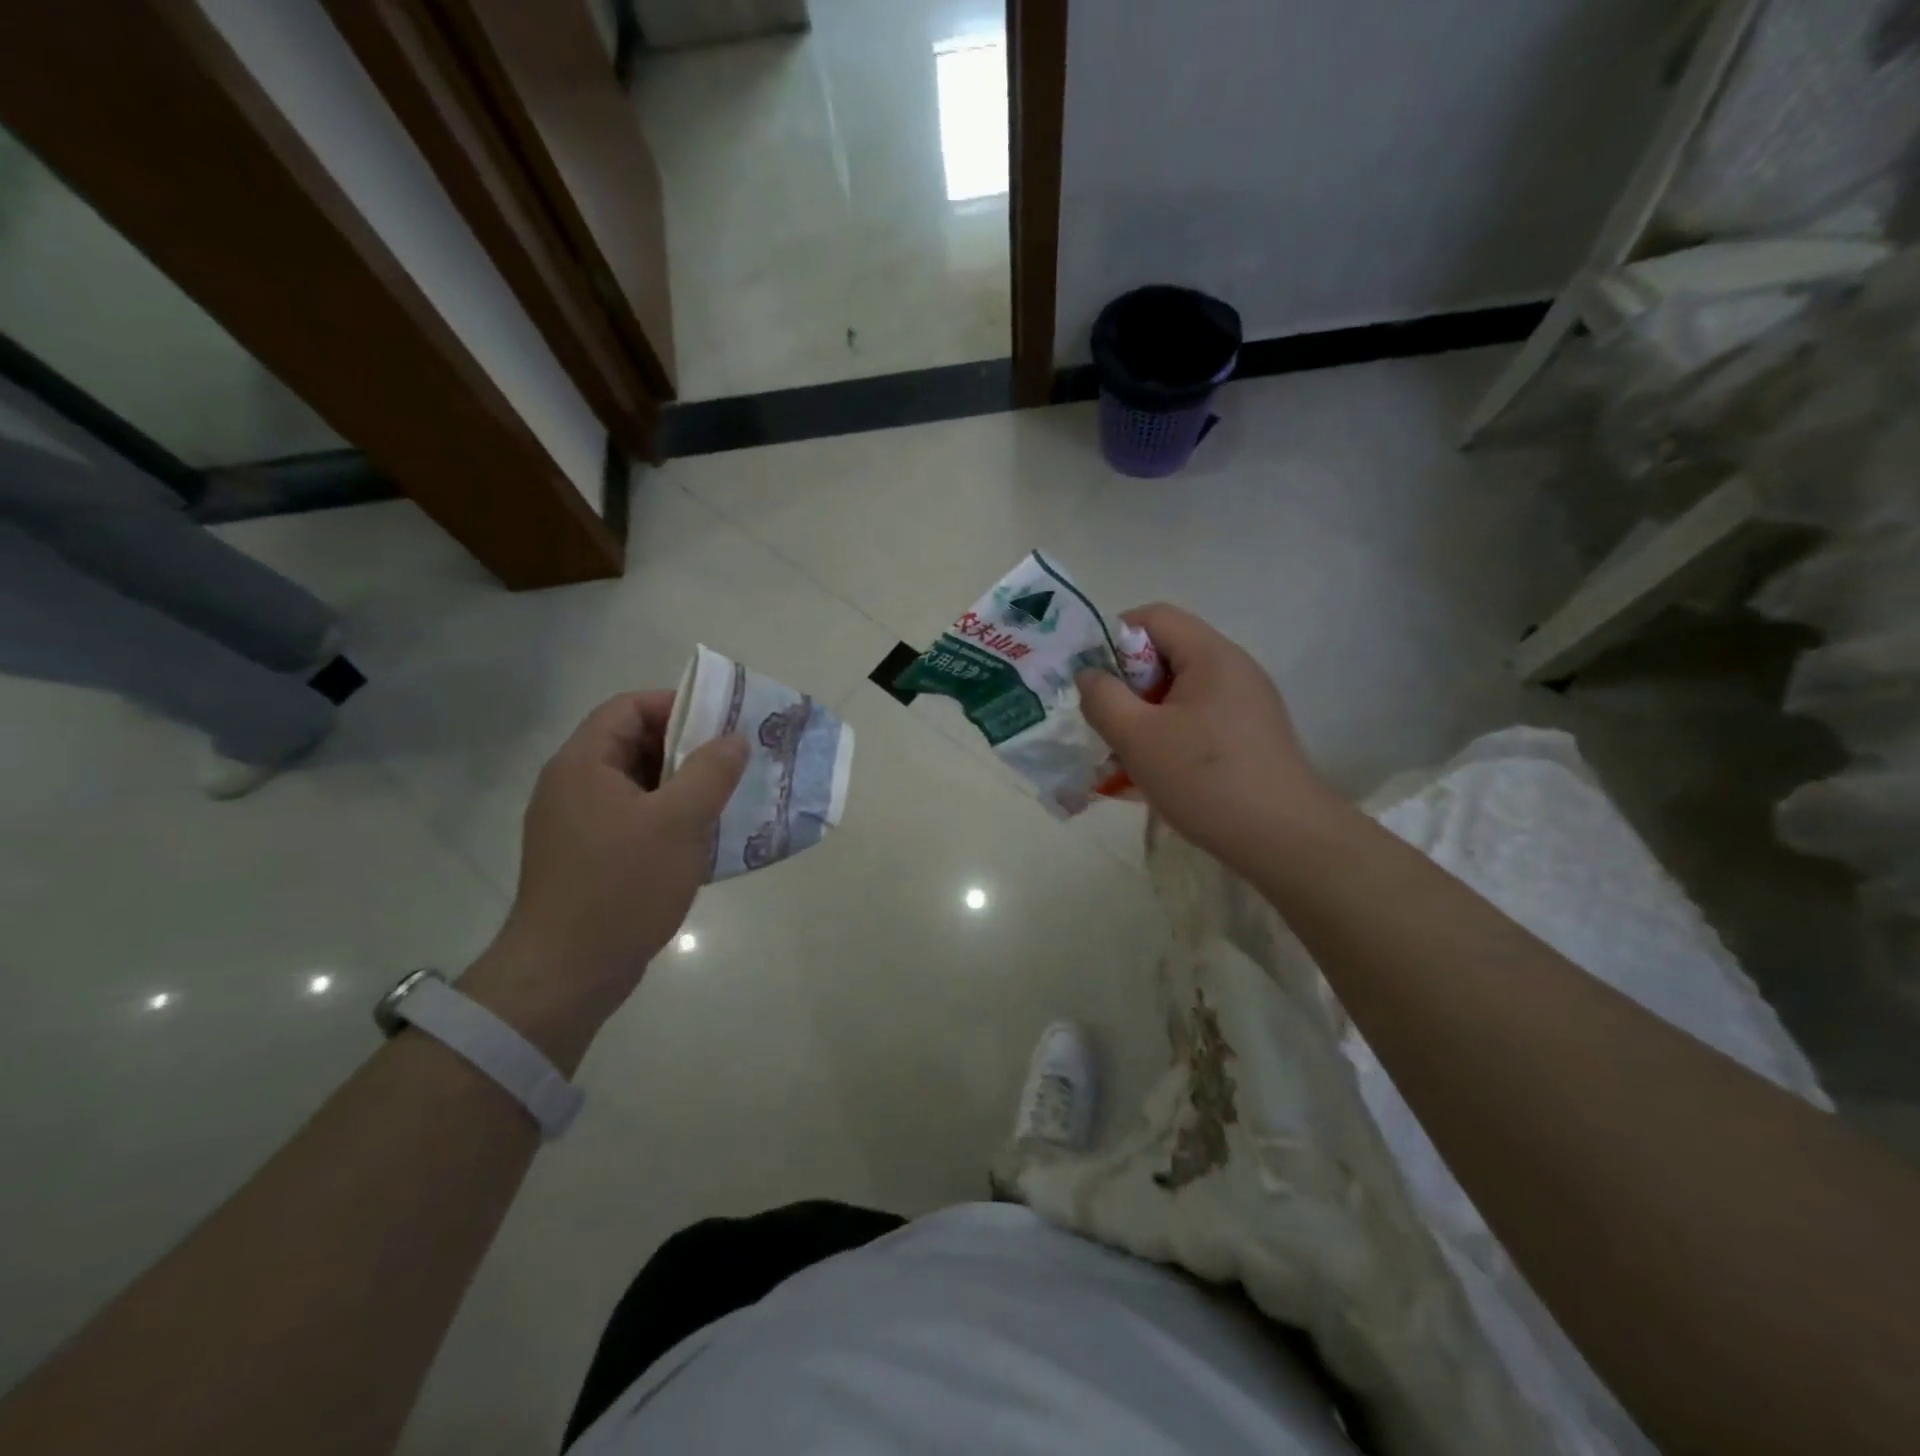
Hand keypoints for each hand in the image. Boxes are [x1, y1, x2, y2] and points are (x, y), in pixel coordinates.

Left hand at [460, 692, 747, 1069]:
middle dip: (685, 747)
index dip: (676, 705)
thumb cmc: (623, 887)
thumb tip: (734, 739)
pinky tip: (701, 838)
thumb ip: (711, 772)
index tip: (721, 724)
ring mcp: (576, 824)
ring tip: (725, 798)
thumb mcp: (679, 822)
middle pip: (632, 743)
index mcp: (583, 764)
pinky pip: (633, 819)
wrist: (566, 973)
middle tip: (732, 761)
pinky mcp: (586, 857)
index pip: (628, 708)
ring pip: (636, 785)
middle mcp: (573, 786)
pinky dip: (667, 818)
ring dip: (681, 786)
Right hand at [1077, 604, 1338, 872]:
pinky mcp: (1251, 736)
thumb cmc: (1206, 779)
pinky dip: (1170, 738)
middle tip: (1108, 726)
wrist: (1285, 840)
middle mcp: (1234, 669)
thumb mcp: (1137, 737)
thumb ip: (1103, 698)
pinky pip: (1198, 721)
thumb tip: (1090, 676)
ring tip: (1126, 758)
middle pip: (1166, 655)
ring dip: (1145, 718)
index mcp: (1211, 655)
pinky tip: (1156, 776)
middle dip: (1127, 687)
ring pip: (1179, 694)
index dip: (1113, 639)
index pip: (1153, 617)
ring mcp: (1247, 704)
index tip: (1094, 683)